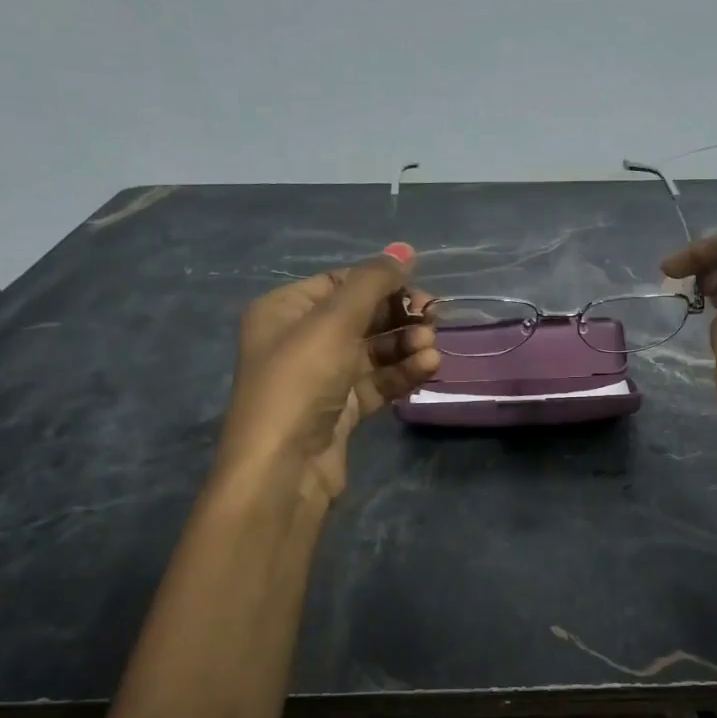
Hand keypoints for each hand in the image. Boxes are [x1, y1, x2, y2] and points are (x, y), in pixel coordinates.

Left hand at [216, 245, 438, 509]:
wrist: (283, 468)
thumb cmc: (300, 380)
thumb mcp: (335, 321)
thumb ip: (373, 282)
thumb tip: (406, 249)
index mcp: (284, 309)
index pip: (341, 282)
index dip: (382, 281)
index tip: (420, 287)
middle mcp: (300, 339)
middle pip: (361, 315)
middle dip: (399, 315)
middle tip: (433, 317)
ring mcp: (321, 377)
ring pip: (374, 350)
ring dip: (406, 345)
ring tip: (431, 349)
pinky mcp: (340, 409)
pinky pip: (377, 381)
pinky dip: (402, 372)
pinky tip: (428, 368)